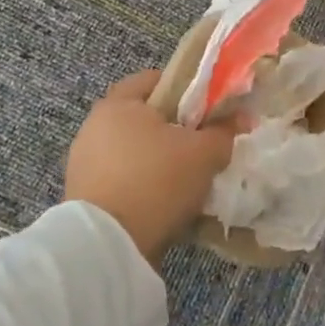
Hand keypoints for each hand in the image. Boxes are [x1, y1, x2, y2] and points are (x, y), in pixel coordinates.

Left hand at [64, 70, 241, 264]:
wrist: (108, 245)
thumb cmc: (156, 181)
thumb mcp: (203, 154)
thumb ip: (223, 132)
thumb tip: (241, 117)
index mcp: (118, 104)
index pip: (153, 80)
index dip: (184, 90)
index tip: (207, 109)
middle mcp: (94, 127)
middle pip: (143, 118)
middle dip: (173, 131)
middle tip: (202, 146)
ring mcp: (84, 163)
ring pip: (133, 153)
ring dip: (157, 162)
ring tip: (187, 182)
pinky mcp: (83, 196)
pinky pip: (122, 181)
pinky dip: (142, 187)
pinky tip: (164, 204)